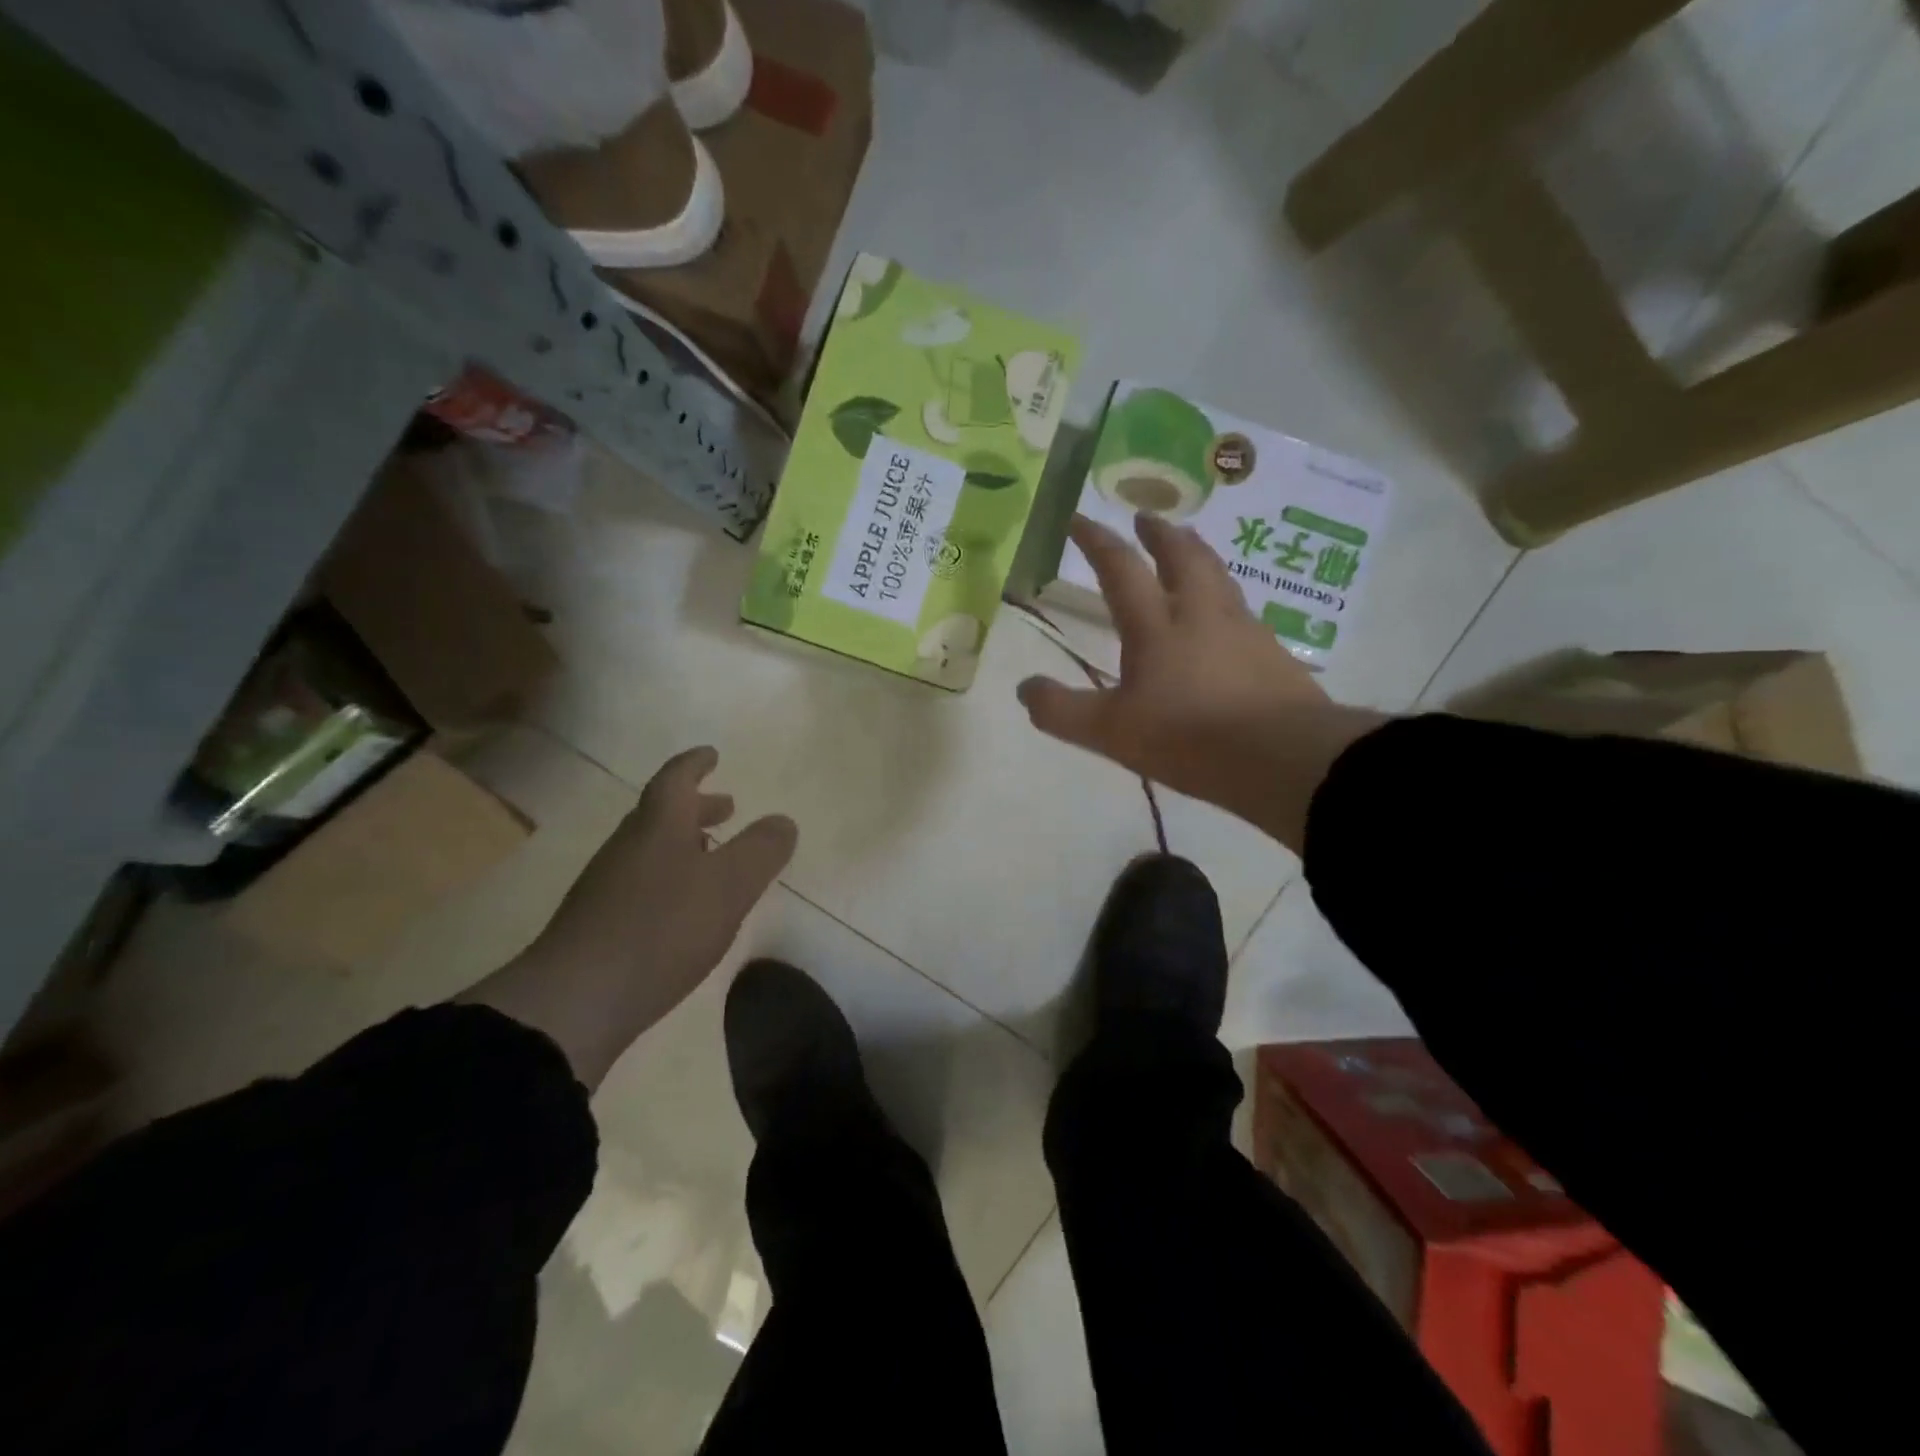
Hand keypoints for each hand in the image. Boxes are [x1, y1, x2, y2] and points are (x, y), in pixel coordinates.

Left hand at [465, 746, 796, 1088]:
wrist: (575, 1001)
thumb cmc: (661, 929)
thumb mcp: (729, 886)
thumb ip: (761, 851)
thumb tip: (783, 821)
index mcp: (658, 826)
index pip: (676, 779)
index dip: (695, 764)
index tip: (711, 754)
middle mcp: (628, 847)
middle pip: (662, 813)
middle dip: (697, 807)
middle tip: (726, 807)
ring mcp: (608, 886)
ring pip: (651, 849)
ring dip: (684, 842)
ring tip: (712, 856)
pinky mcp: (598, 924)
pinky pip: (642, 882)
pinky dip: (670, 877)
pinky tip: (683, 907)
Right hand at [1017, 514, 1382, 850]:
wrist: (1283, 758)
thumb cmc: (1189, 738)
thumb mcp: (1112, 732)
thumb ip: (1063, 710)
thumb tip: (1025, 689)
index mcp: (1156, 627)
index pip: (1121, 569)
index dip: (1097, 542)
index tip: (1080, 520)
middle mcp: (1201, 615)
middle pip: (1182, 557)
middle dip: (1160, 534)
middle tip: (1147, 517)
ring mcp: (1244, 631)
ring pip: (1219, 577)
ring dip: (1198, 555)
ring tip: (1189, 548)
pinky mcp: (1273, 655)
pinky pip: (1243, 612)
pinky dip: (1225, 598)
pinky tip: (1227, 618)